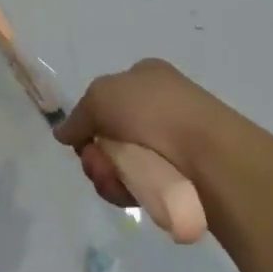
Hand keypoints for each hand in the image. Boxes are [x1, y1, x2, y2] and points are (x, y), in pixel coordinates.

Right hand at [53, 59, 235, 207]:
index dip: (91, 120)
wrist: (209, 156)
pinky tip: (131, 193)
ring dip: (108, 175)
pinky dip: (128, 191)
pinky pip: (140, 186)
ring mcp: (171, 143)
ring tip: (116, 180)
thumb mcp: (101, 96)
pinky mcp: (179, 179)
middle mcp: (159, 107)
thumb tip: (63, 133)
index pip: (107, 98)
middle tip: (97, 163)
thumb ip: (78, 115)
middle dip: (96, 154)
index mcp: (145, 77)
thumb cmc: (153, 111)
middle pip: (109, 136)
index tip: (83, 138)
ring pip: (120, 164)